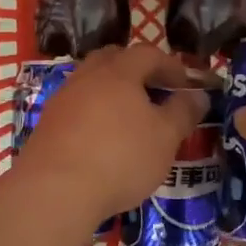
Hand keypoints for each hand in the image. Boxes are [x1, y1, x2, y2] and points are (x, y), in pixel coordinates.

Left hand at [15, 46, 206, 227]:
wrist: (55, 191)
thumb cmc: (120, 157)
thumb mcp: (165, 137)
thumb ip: (183, 112)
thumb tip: (198, 95)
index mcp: (119, 72)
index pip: (148, 53)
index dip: (170, 65)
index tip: (185, 85)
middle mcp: (87, 76)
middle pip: (114, 60)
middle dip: (137, 71)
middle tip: (154, 93)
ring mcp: (63, 99)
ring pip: (92, 83)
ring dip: (112, 93)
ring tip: (130, 119)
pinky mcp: (47, 124)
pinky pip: (77, 108)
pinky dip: (94, 114)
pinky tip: (102, 140)